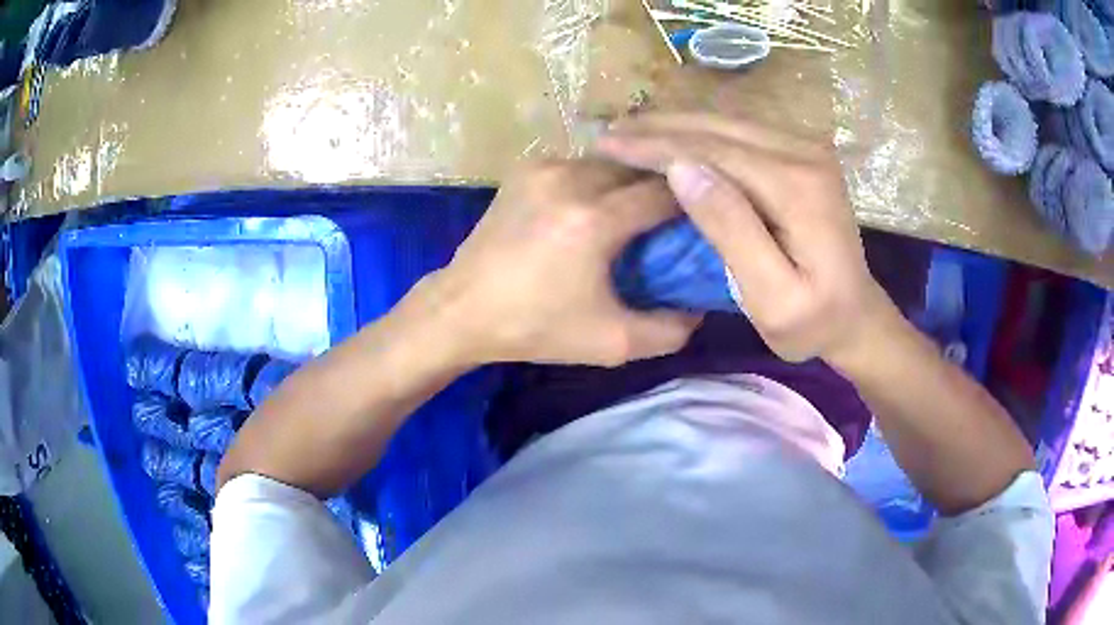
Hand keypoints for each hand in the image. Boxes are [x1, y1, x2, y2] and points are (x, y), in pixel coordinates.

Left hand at [425, 158, 700, 366]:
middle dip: (661, 190)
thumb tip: (700, 306)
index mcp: (593, 220)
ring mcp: (543, 168)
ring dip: (628, 182)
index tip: (701, 224)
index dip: (691, 206)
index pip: (666, 193)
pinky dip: (597, 180)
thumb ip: (670, 330)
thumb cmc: (536, 328)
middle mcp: (569, 179)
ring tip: (634, 213)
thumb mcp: (612, 344)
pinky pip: (579, 164)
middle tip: (670, 220)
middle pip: (638, 170)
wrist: (463, 309)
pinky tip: (595, 206)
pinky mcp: (524, 168)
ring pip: (609, 163)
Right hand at [595, 113, 900, 363]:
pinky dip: (701, 133)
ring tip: (631, 130)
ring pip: (728, 123)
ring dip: (676, 125)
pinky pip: (741, 133)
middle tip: (608, 132)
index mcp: (797, 187)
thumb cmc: (813, 321)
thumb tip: (682, 171)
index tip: (607, 144)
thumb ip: (732, 231)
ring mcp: (806, 149)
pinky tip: (674, 138)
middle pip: (719, 128)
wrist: (856, 315)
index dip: (656, 146)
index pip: (714, 152)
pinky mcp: (801, 155)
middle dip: (659, 127)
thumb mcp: (772, 296)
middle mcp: (804, 153)